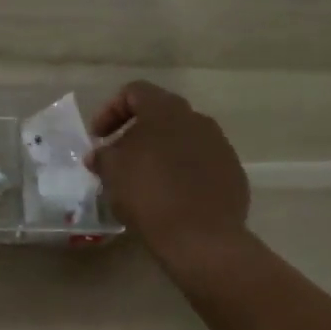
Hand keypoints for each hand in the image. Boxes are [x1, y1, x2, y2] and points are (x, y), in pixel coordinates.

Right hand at [90, 80, 248, 269]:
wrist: (202, 237)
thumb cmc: (149, 194)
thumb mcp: (112, 172)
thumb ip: (102, 155)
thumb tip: (99, 154)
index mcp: (166, 110)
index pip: (134, 91)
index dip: (110, 110)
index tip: (98, 138)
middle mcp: (197, 119)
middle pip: (160, 114)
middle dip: (135, 132)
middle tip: (118, 157)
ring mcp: (220, 145)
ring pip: (182, 138)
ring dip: (160, 151)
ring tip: (144, 179)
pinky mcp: (232, 171)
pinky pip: (201, 162)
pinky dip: (182, 171)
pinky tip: (171, 195)